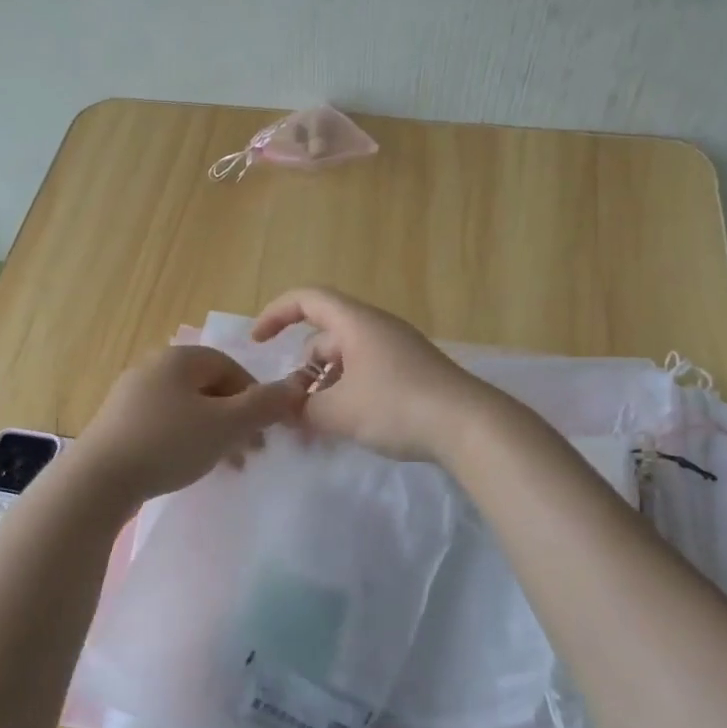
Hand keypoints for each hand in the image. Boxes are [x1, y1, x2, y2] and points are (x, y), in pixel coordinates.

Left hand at [73, 345, 307, 503]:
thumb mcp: (227, 425)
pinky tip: (189, 466)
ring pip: (187, 409)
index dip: (255, 395)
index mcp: (179, 358)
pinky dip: (185, 440)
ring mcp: (131, 396)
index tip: (266, 428)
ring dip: (214, 433)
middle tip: (251, 452)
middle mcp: (153, 368)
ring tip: (226, 465)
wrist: (99, 480)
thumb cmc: (169, 443)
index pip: (230, 366)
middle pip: (209, 388)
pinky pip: (164, 424)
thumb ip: (265, 406)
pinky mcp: (118, 424)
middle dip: (236, 418)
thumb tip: (297, 388)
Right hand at [249, 287, 488, 461]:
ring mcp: (398, 352)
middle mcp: (377, 330)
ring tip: (317, 426)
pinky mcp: (413, 375)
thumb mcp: (337, 411)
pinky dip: (349, 394)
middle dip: (303, 370)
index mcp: (356, 323)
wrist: (469, 426)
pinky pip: (368, 375)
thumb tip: (287, 410)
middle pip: (326, 337)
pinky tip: (347, 427)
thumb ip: (302, 409)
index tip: (257, 342)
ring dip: (325, 388)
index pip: (307, 300)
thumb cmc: (396, 406)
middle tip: (292, 406)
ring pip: (347, 361)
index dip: (276, 314)